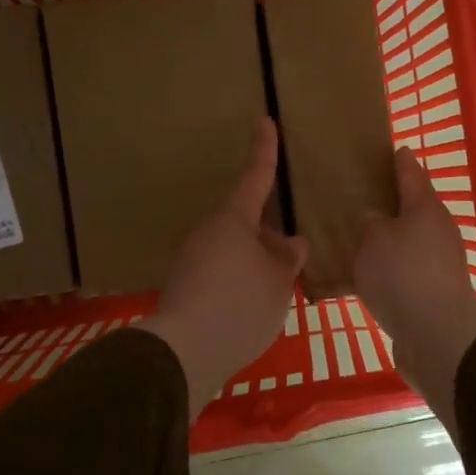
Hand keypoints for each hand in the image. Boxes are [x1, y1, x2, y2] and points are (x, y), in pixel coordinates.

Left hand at [136, 118, 307, 416]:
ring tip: (278, 283)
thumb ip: (287, 258)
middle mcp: (209, 232)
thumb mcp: (278, 282)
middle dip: (268, 230)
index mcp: (233, 220)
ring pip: (234, 247)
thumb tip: (291, 242)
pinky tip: (253, 303)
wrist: (184, 353)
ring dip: (255, 258)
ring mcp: (193, 259)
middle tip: (290, 249)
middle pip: (244, 219)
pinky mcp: (186, 286)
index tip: (264, 121)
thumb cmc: (239, 306)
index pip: (254, 177)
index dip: (264, 150)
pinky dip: (240, 278)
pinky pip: (222, 270)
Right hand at [354, 147, 475, 427]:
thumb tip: (374, 218)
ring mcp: (441, 262)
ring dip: (391, 238)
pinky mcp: (436, 291)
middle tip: (363, 196)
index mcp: (425, 207)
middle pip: (413, 208)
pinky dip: (392, 268)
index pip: (410, 172)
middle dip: (392, 202)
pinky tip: (370, 276)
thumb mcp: (373, 240)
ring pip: (411, 240)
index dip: (398, 160)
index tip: (392, 149)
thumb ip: (370, 223)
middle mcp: (439, 229)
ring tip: (360, 238)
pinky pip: (408, 270)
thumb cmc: (402, 274)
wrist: (436, 334)